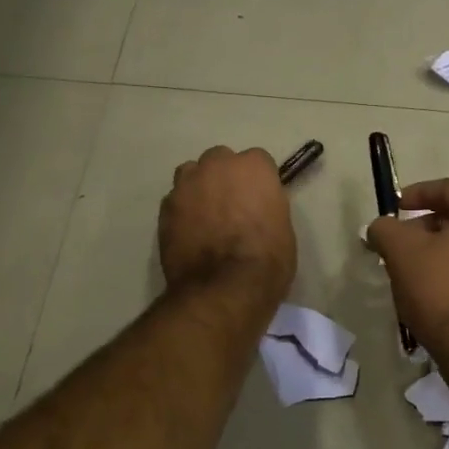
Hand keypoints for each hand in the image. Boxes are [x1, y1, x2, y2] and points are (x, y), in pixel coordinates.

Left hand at [159, 146, 296, 305]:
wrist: (225, 288)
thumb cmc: (267, 260)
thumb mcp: (283, 228)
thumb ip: (266, 206)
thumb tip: (255, 209)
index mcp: (253, 167)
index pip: (257, 161)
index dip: (257, 181)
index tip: (258, 199)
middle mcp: (217, 166)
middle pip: (219, 159)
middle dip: (224, 176)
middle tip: (231, 206)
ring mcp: (187, 185)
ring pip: (191, 174)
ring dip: (199, 188)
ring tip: (205, 216)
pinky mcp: (165, 208)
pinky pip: (175, 200)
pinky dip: (182, 211)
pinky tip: (189, 233)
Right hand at [366, 178, 448, 359]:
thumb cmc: (444, 292)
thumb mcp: (402, 254)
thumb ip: (386, 229)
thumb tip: (381, 226)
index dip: (418, 193)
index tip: (395, 207)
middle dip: (430, 226)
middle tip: (404, 243)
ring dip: (447, 251)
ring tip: (420, 271)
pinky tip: (444, 294)